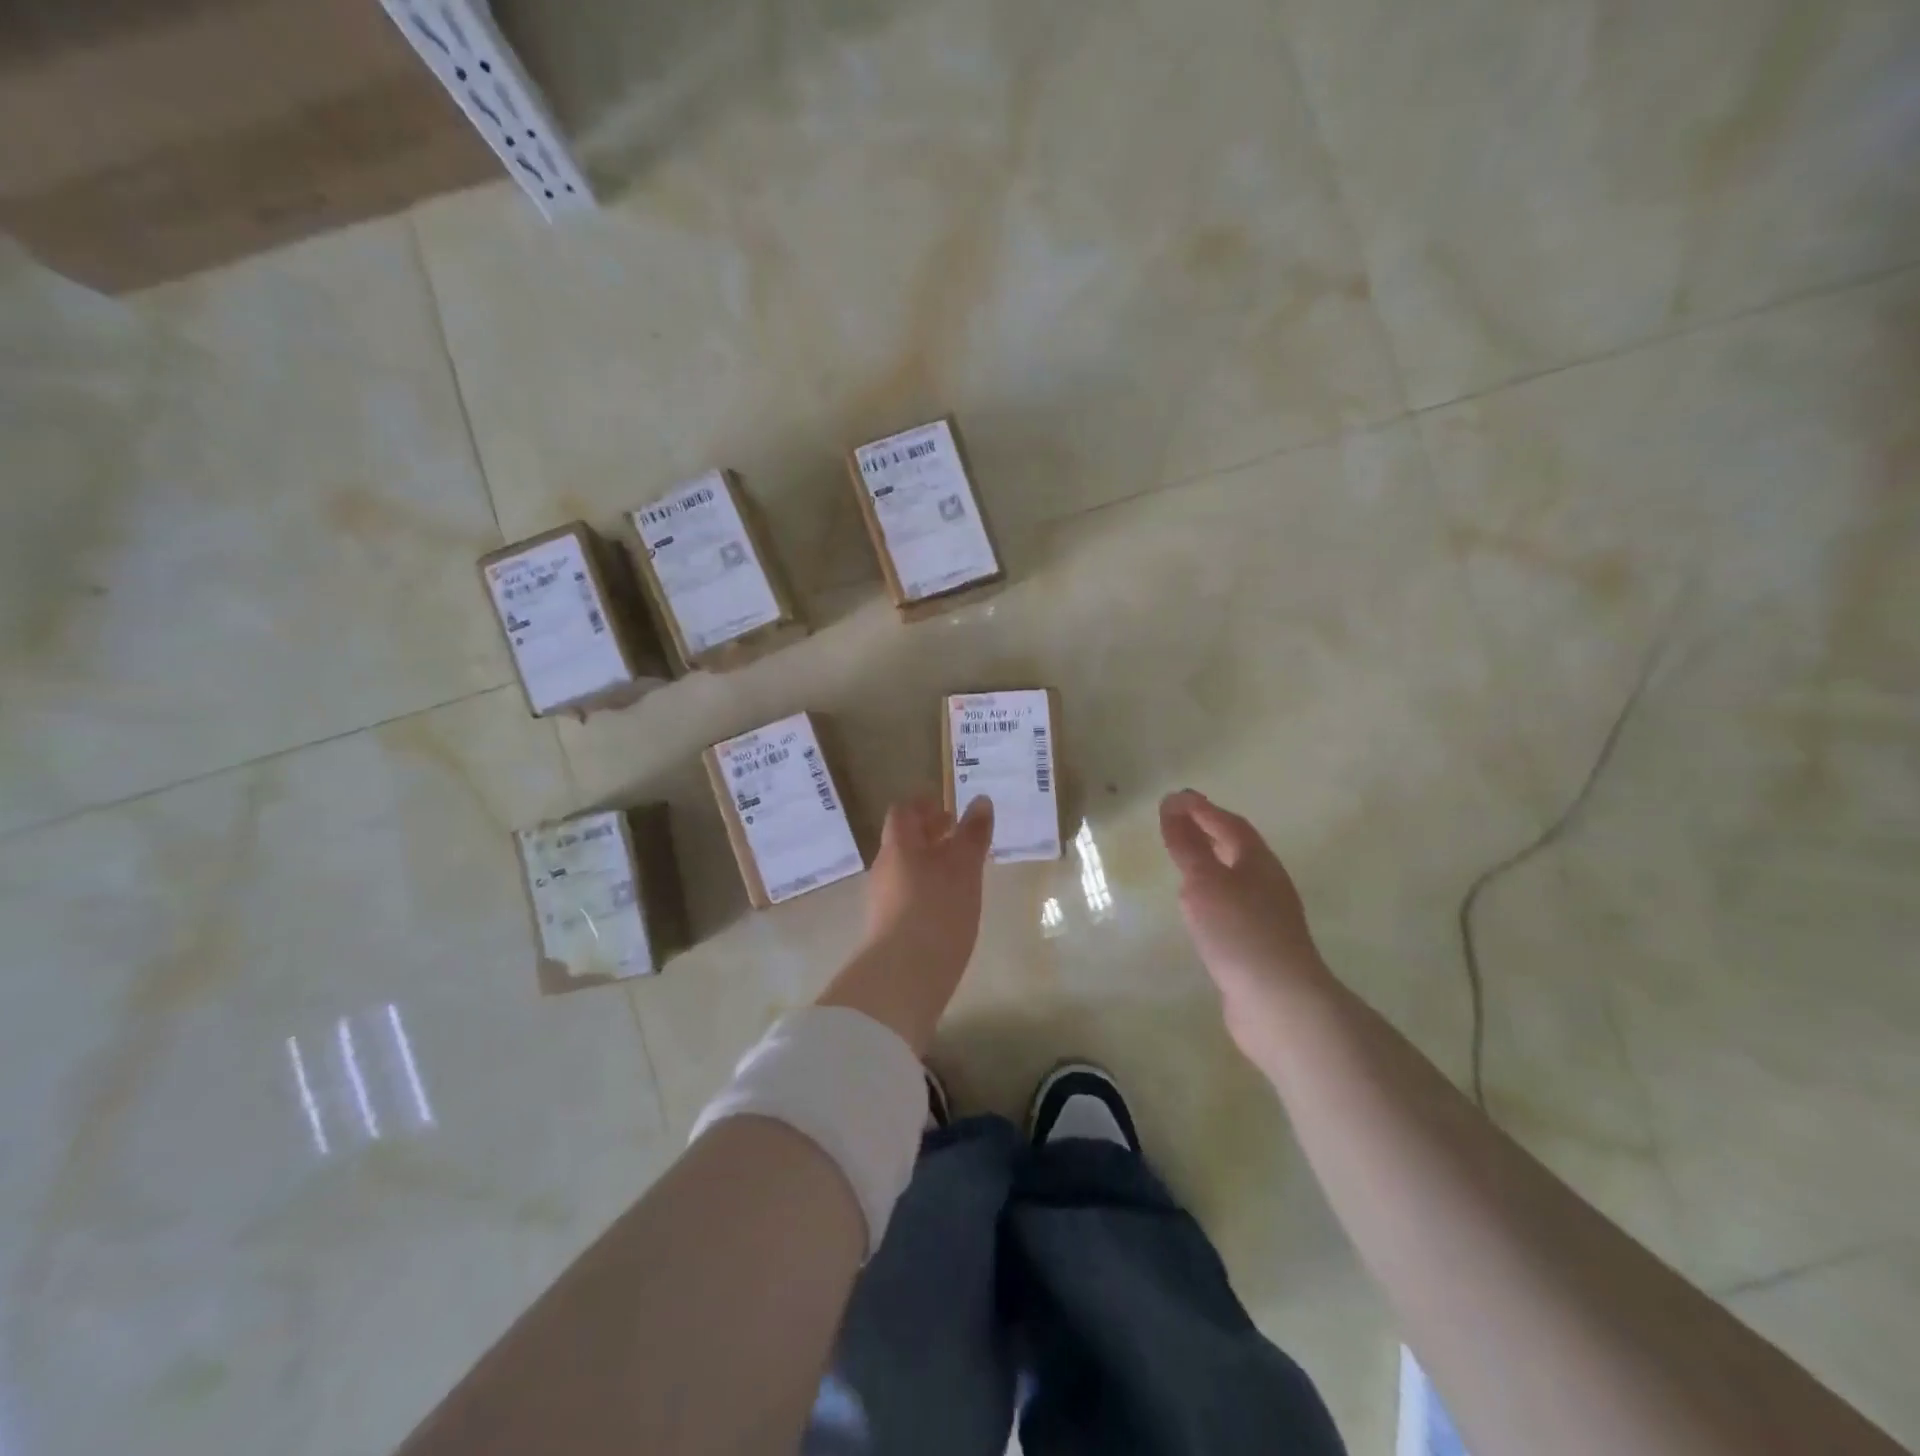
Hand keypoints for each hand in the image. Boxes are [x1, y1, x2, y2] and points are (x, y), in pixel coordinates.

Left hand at [818, 795, 994, 1054]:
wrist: (903, 977)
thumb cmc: (937, 910)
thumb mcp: (964, 868)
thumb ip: (972, 834)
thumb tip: (980, 800)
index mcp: (898, 846)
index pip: (904, 812)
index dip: (924, 805)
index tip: (949, 809)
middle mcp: (884, 868)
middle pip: (903, 841)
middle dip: (930, 835)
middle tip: (959, 837)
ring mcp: (882, 900)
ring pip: (905, 869)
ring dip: (929, 863)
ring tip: (961, 872)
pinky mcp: (887, 928)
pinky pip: (907, 895)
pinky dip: (927, 889)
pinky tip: (948, 906)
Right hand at [1159, 789, 1332, 1063]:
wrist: (1279, 1002)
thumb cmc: (1239, 931)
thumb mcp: (1204, 881)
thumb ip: (1188, 845)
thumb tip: (1174, 805)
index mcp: (1257, 861)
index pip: (1228, 823)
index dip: (1201, 808)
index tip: (1173, 798)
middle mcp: (1266, 882)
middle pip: (1236, 848)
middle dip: (1208, 831)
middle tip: (1176, 822)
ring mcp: (1266, 916)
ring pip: (1235, 877)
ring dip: (1210, 862)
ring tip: (1182, 861)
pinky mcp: (1258, 944)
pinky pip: (1232, 905)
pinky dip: (1211, 894)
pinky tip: (1197, 908)